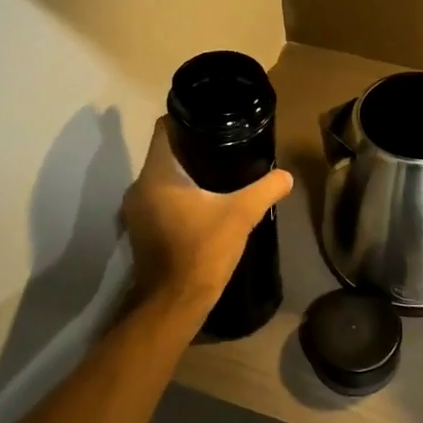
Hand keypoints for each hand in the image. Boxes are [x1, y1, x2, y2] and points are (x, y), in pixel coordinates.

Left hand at [122, 116, 292, 314]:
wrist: (174, 303)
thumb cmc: (202, 251)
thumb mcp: (241, 216)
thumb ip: (264, 190)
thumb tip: (286, 176)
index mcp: (157, 174)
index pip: (164, 128)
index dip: (186, 119)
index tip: (212, 119)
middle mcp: (139, 186)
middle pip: (164, 152)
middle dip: (191, 147)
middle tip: (223, 145)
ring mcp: (135, 210)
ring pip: (161, 177)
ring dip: (184, 174)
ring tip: (217, 173)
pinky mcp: (140, 229)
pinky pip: (159, 199)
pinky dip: (177, 195)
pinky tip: (203, 202)